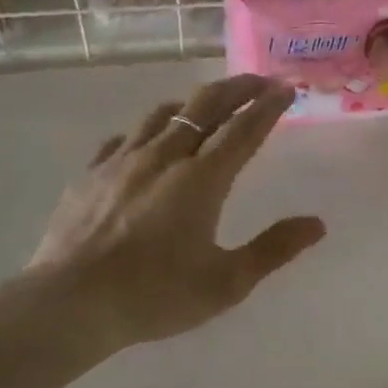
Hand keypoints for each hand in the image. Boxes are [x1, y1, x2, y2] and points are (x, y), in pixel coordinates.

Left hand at [28, 74, 324, 349]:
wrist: (70, 304)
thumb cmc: (156, 295)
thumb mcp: (227, 282)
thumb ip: (273, 249)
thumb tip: (317, 224)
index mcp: (201, 180)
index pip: (243, 130)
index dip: (267, 107)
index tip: (285, 89)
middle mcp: (163, 158)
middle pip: (203, 107)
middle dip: (236, 88)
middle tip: (259, 82)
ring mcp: (121, 162)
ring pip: (162, 114)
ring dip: (193, 103)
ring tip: (208, 105)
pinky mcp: (90, 175)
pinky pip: (124, 138)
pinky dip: (148, 130)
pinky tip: (148, 140)